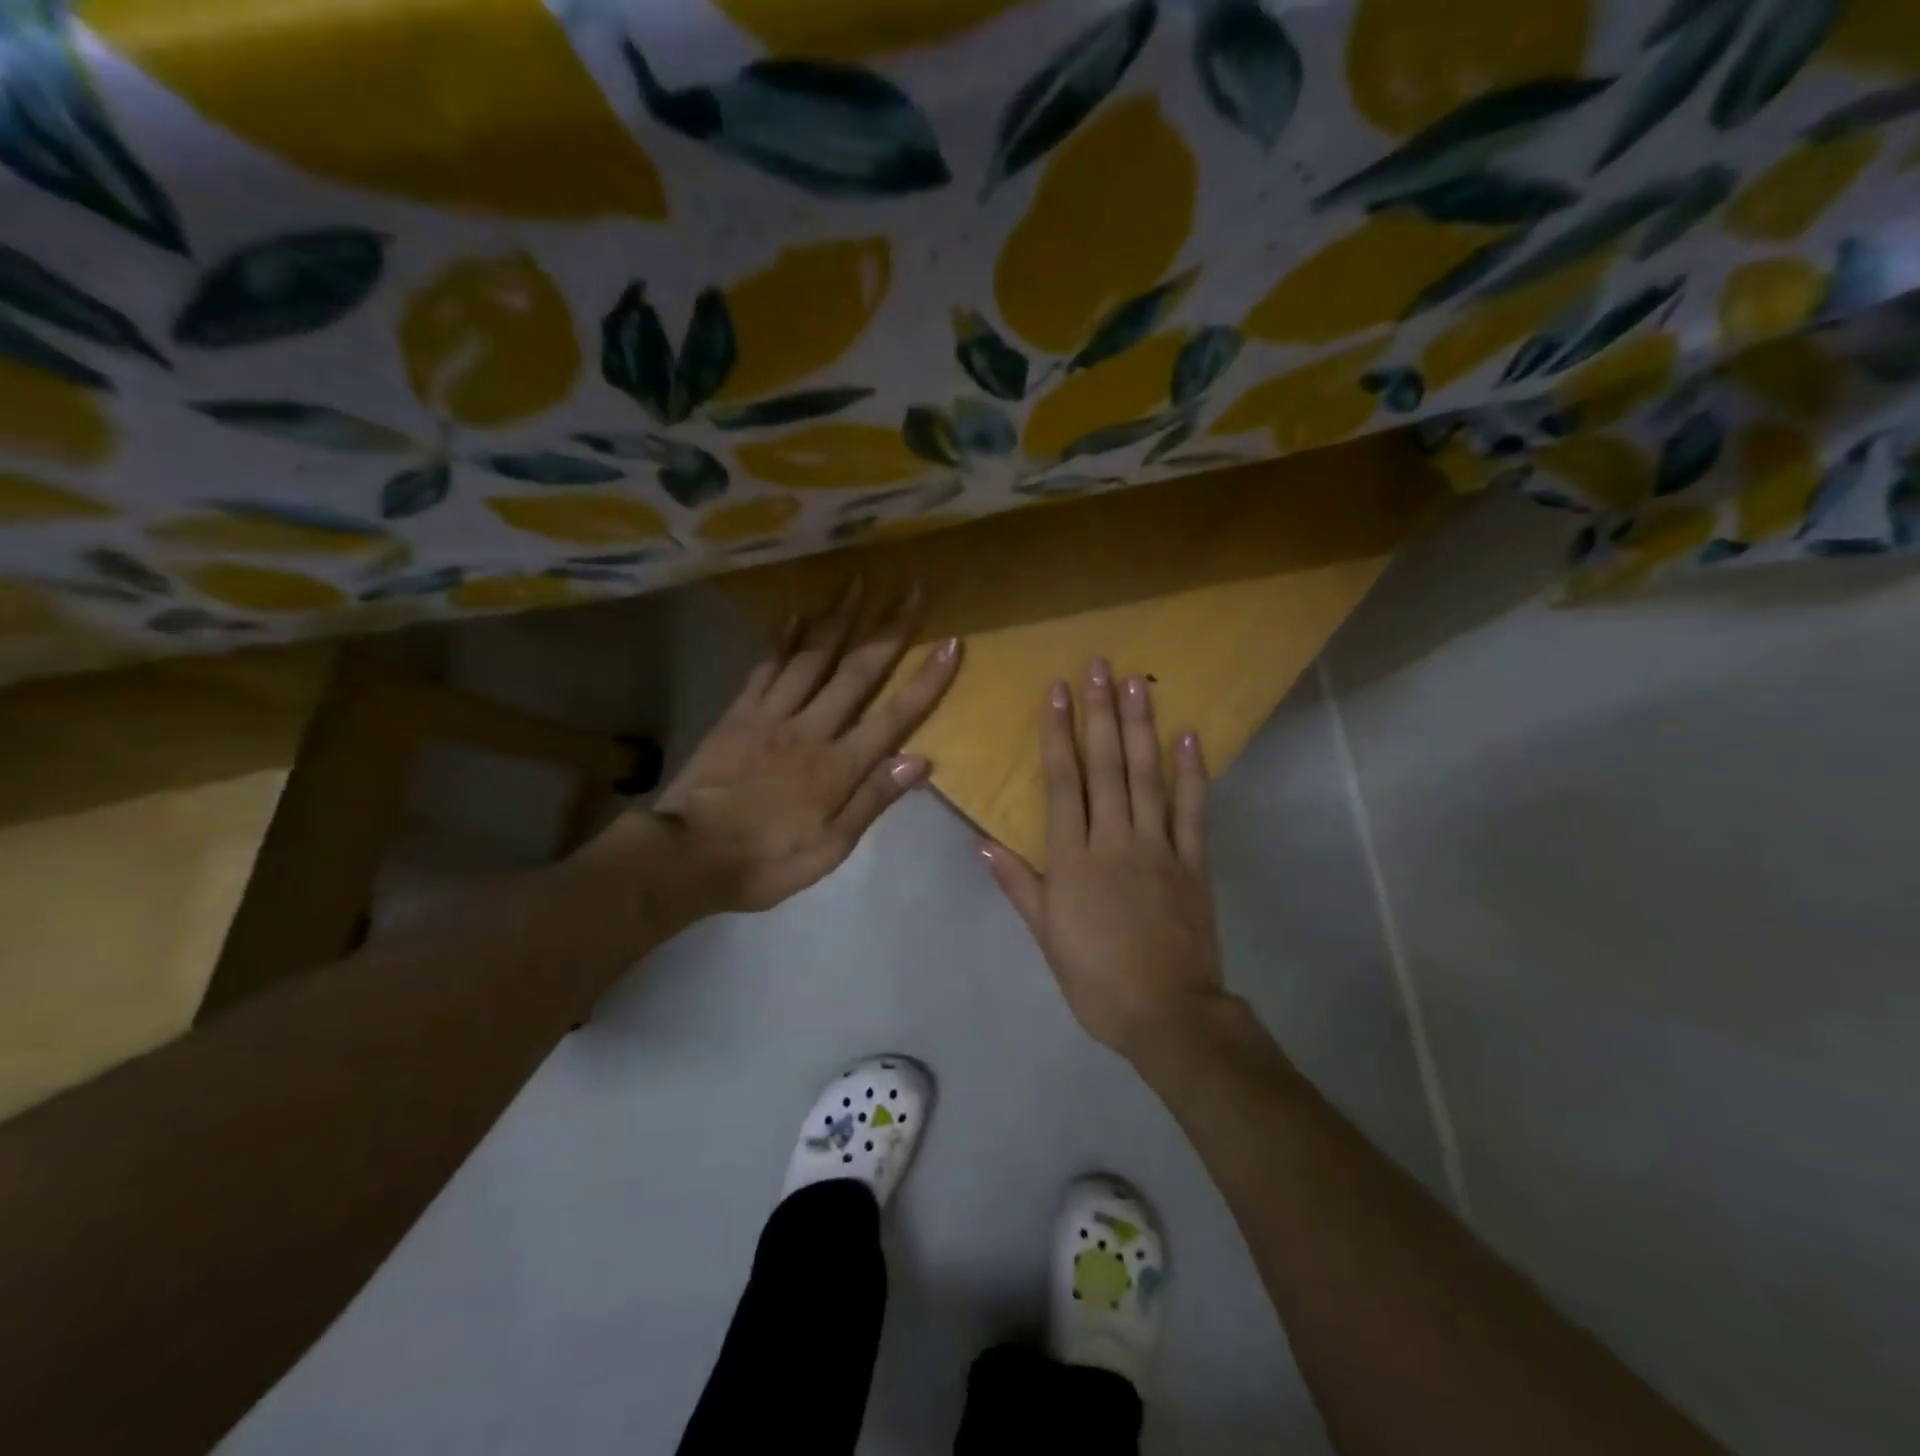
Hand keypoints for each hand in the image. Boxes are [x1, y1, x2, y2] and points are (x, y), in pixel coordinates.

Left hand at [592, 579, 960, 920]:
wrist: (687, 856)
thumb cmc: (767, 861)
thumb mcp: (830, 849)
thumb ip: (873, 800)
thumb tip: (921, 760)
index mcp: (838, 766)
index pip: (895, 716)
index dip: (926, 680)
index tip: (952, 643)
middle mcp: (811, 729)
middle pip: (857, 672)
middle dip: (889, 630)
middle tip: (911, 590)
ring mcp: (771, 715)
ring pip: (812, 657)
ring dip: (838, 617)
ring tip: (858, 581)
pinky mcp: (738, 713)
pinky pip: (764, 667)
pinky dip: (781, 638)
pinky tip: (794, 612)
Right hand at [980, 659, 1223, 1061]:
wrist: (1168, 1014)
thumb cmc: (1096, 979)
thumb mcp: (1046, 936)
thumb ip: (1017, 883)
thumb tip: (980, 841)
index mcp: (1074, 859)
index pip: (1063, 783)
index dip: (1058, 734)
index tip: (1057, 692)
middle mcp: (1115, 841)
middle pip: (1106, 767)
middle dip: (1099, 713)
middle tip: (1098, 666)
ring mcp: (1159, 848)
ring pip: (1147, 777)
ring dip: (1141, 727)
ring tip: (1137, 684)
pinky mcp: (1193, 862)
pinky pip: (1193, 810)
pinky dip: (1193, 772)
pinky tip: (1189, 737)